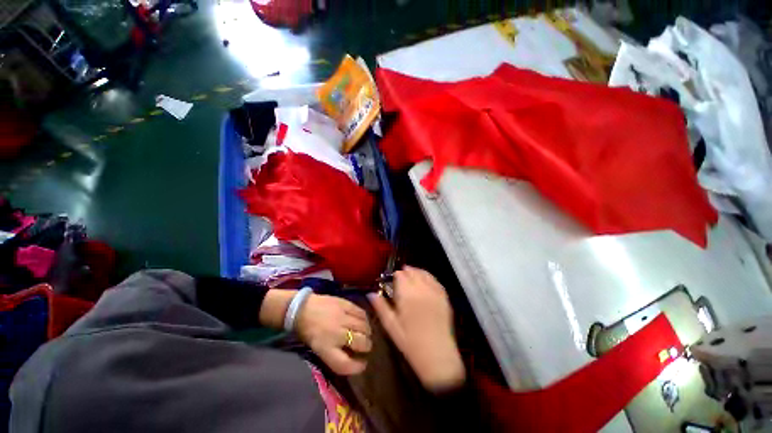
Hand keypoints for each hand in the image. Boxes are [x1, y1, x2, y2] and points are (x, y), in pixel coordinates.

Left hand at [295, 294, 371, 375]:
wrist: (302, 308)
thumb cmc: (308, 331)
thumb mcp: (318, 348)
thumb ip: (334, 354)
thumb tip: (353, 357)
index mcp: (325, 348)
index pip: (346, 363)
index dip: (357, 367)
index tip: (363, 365)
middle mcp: (336, 333)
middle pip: (361, 343)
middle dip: (367, 346)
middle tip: (366, 346)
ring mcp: (342, 317)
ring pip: (364, 327)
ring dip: (367, 332)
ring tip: (365, 333)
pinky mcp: (345, 304)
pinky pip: (361, 313)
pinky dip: (365, 318)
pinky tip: (363, 321)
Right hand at [369, 266, 465, 392]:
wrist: (437, 356)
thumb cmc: (410, 342)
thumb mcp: (391, 326)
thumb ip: (380, 307)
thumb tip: (370, 293)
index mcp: (407, 295)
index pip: (400, 275)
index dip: (395, 276)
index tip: (392, 281)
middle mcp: (421, 289)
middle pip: (412, 272)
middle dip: (405, 272)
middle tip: (401, 278)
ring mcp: (434, 292)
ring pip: (424, 274)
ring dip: (416, 272)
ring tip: (412, 275)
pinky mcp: (444, 297)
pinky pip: (435, 280)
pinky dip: (429, 277)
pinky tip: (426, 279)